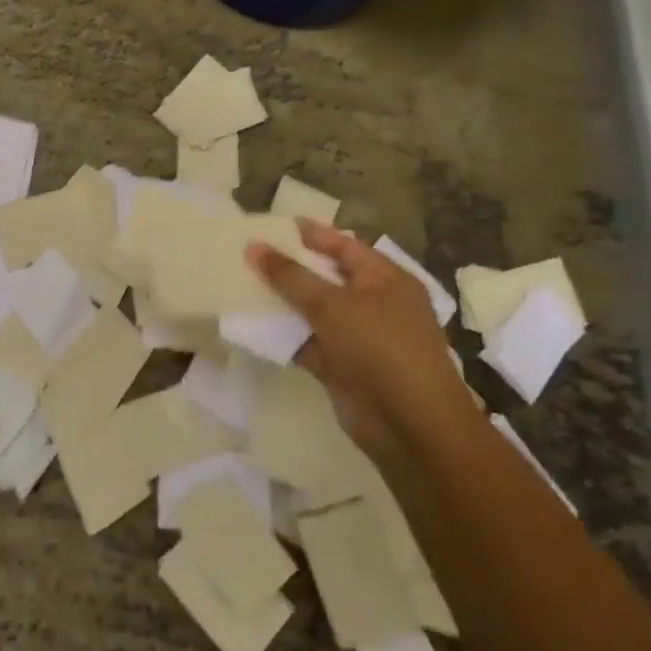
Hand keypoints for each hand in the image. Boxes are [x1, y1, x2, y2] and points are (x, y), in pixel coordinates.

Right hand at [247, 222, 475, 457]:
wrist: (410, 425)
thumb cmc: (379, 347)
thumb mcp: (332, 303)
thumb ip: (290, 275)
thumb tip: (254, 246)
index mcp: (385, 279)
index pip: (343, 245)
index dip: (309, 234)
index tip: (271, 225)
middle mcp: (374, 304)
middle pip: (325, 277)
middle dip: (289, 266)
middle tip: (248, 252)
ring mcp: (358, 338)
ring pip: (313, 311)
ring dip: (281, 301)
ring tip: (239, 282)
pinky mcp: (342, 367)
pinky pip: (306, 342)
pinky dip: (282, 334)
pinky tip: (249, 322)